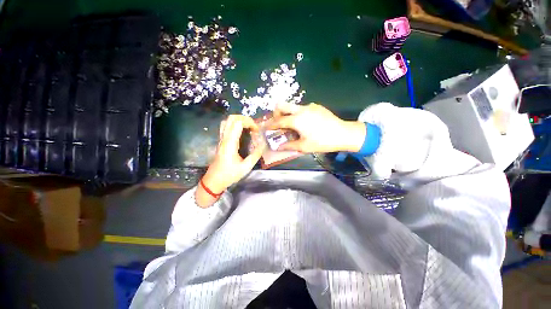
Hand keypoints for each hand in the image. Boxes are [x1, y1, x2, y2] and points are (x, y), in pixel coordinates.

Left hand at [196, 115, 264, 207]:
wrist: (213, 181)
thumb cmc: (229, 175)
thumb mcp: (245, 167)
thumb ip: (255, 155)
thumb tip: (263, 145)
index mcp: (230, 143)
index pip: (238, 123)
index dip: (249, 122)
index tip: (257, 130)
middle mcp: (224, 138)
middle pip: (232, 118)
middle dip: (245, 119)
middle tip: (254, 127)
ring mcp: (221, 139)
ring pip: (227, 121)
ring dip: (239, 121)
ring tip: (248, 128)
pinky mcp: (221, 142)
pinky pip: (226, 127)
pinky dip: (235, 125)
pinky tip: (242, 132)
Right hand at [267, 102, 365, 152]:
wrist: (343, 133)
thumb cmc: (323, 142)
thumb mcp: (304, 147)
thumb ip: (289, 146)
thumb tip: (278, 147)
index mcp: (297, 120)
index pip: (279, 121)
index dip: (271, 125)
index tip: (266, 127)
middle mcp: (301, 110)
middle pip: (282, 105)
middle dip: (276, 112)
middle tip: (278, 122)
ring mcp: (310, 106)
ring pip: (293, 106)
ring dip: (288, 114)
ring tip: (293, 126)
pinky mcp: (317, 106)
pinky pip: (303, 108)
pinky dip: (299, 114)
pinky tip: (305, 124)